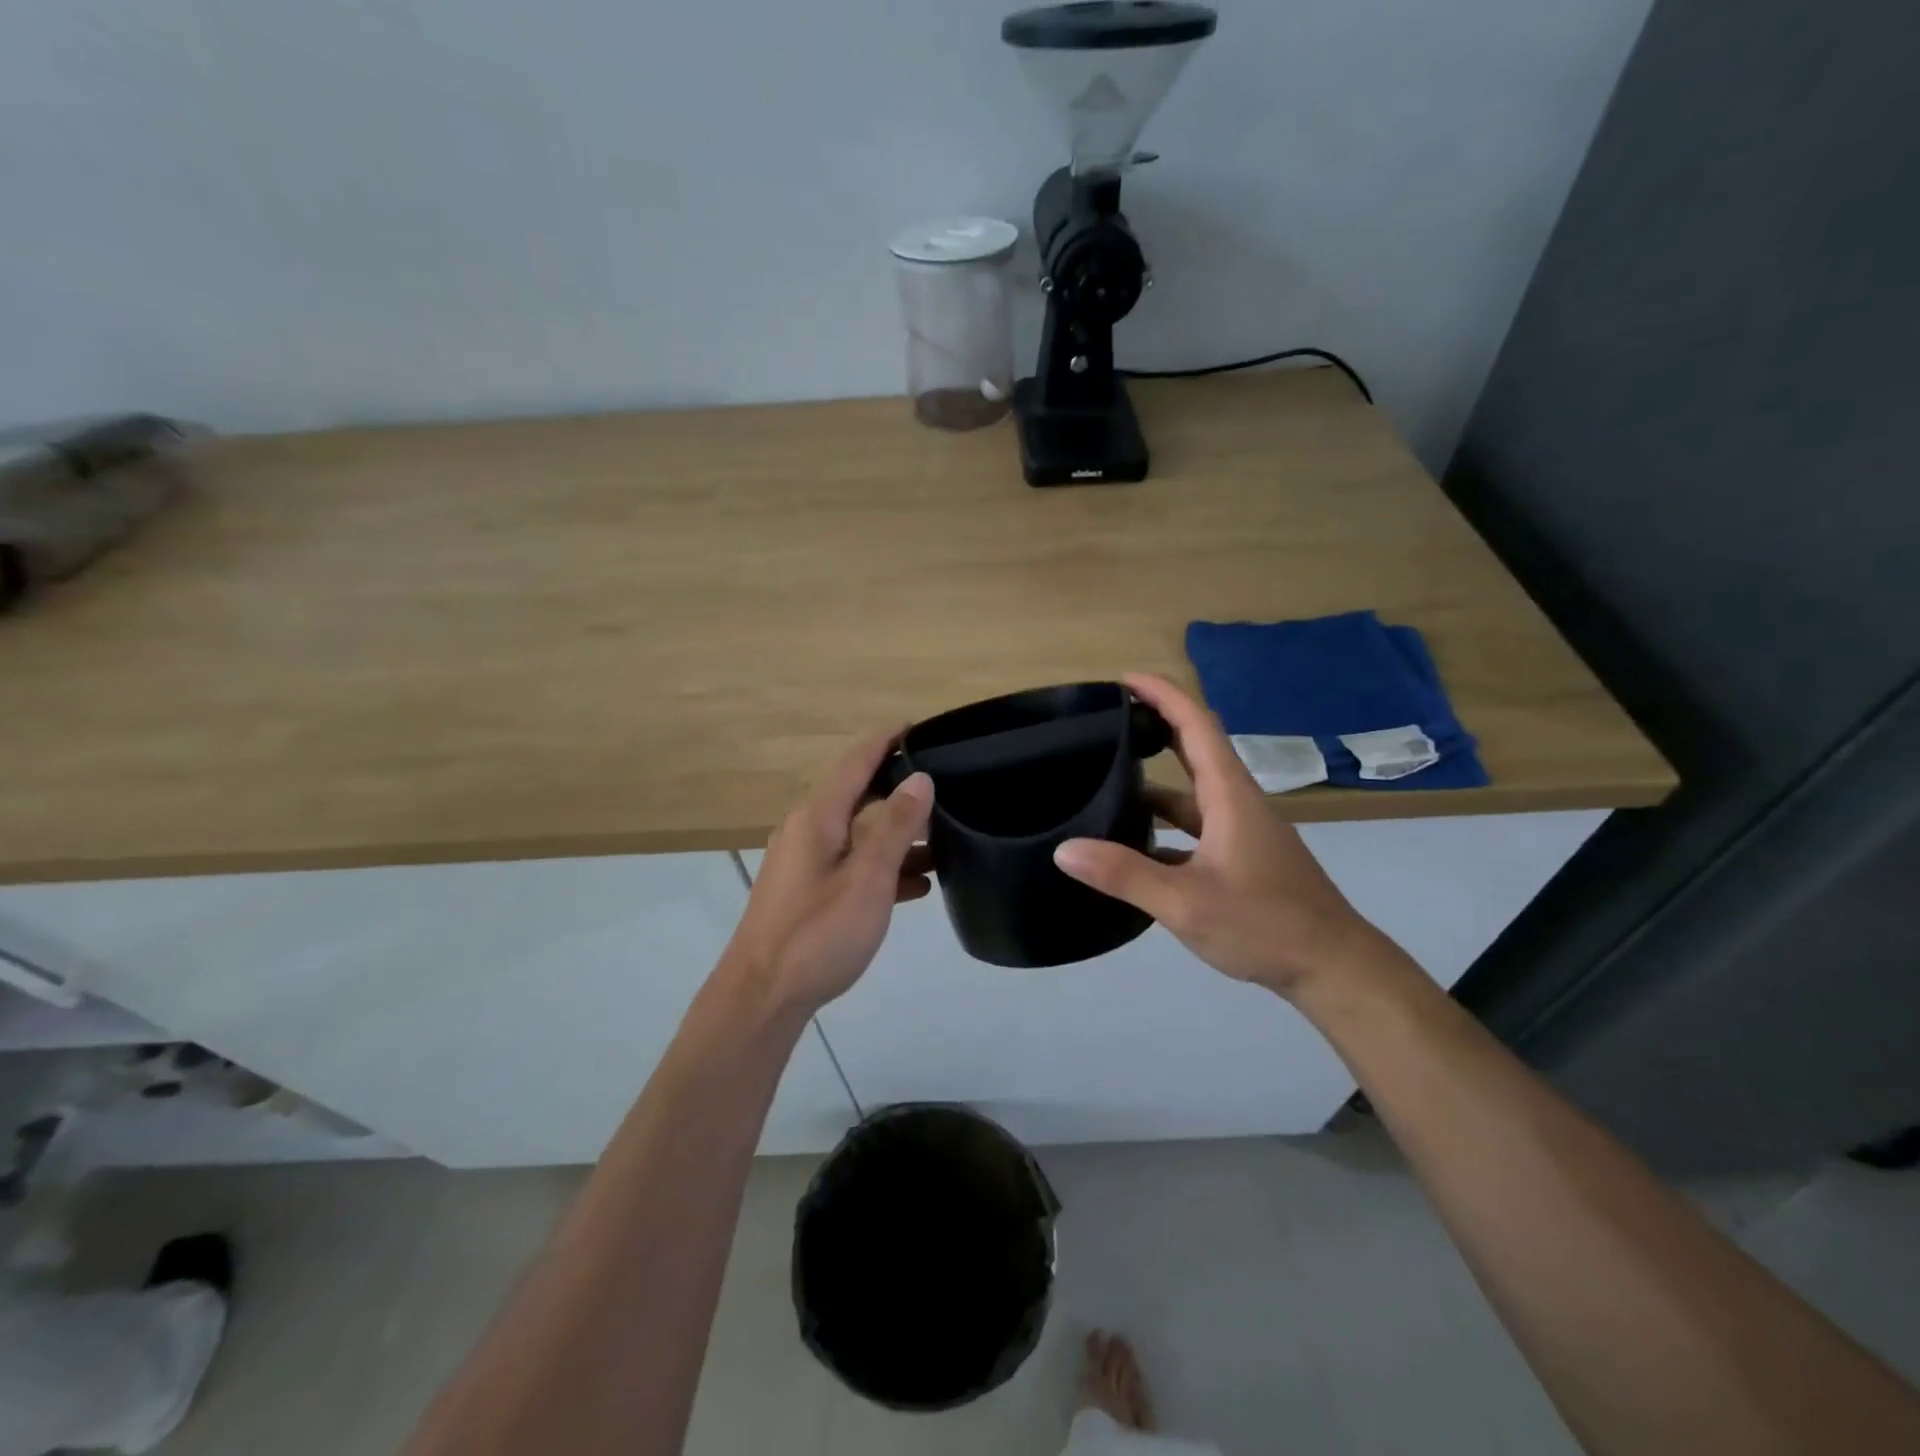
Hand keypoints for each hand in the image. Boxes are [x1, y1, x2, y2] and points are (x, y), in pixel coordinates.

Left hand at [720, 728, 933, 1016]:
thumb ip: (896, 827)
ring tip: (945, 840)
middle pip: (859, 796)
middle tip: (945, 786)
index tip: (919, 727)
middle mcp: (808, 831)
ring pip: (859, 835)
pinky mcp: (807, 894)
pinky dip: (883, 868)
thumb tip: (921, 779)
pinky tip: (918, 886)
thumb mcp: (868, 878)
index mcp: (818, 817)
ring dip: (898, 836)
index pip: (855, 761)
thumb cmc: (817, 933)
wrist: (762, 997)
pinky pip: (852, 867)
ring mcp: (805, 864)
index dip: (886, 741)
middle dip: (899, 789)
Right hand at [1052, 673, 1383, 998]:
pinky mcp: (1240, 859)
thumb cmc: (1265, 924)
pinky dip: (1162, 827)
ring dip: (1154, 783)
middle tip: (1106, 721)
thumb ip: (1124, 875)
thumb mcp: (1186, 902)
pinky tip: (1132, 848)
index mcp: (1229, 795)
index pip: (1196, 725)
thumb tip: (1064, 849)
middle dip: (1154, 727)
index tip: (1125, 679)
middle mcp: (1235, 803)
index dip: (1162, 695)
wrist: (1332, 967)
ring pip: (1191, 795)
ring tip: (1105, 782)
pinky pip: (1194, 829)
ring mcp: (1240, 833)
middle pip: (1194, 750)